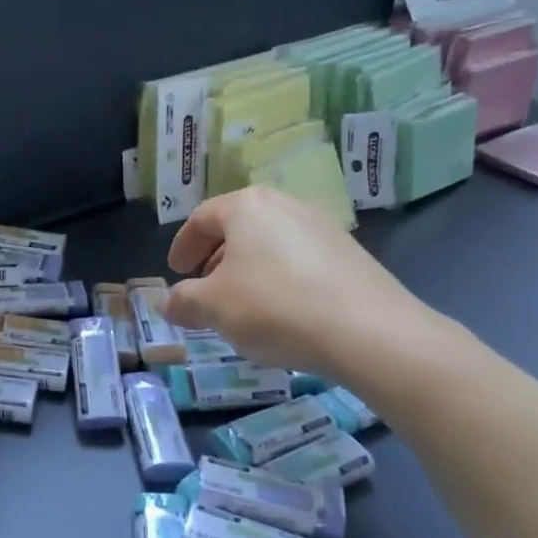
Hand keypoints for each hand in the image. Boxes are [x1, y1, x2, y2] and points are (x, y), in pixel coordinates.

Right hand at [164, 188, 438, 382]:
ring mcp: (323, 226)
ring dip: (247, 269)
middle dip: (215, 258)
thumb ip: (183, 301)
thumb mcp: (213, 308)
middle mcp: (286, 204)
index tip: (175, 272)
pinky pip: (299, 259)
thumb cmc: (275, 307)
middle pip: (238, 227)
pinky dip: (279, 278)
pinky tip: (281, 311)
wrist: (369, 332)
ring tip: (241, 304)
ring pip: (270, 243)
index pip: (201, 218)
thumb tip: (168, 303)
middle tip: (203, 288)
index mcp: (247, 206)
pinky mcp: (350, 253)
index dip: (182, 246)